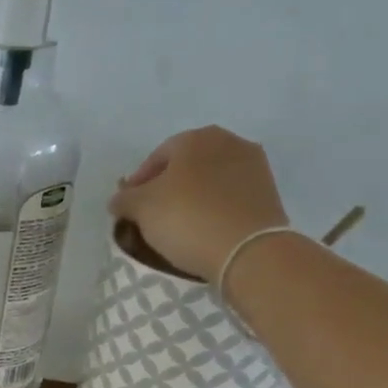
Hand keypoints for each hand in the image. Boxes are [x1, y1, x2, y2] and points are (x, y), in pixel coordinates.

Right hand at [108, 125, 288, 281]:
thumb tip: (120, 199)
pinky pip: (228, 196)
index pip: (156, 157)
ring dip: (190, 197)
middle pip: (185, 166)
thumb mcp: (140, 208)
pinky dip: (212, 208)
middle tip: (151, 215)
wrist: (247, 250)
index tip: (128, 208)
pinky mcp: (268, 192)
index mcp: (196, 138)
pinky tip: (202, 228)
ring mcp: (253, 166)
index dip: (137, 183)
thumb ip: (124, 199)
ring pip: (208, 180)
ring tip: (177, 225)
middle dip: (166, 188)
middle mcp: (229, 142)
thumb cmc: (187, 218)